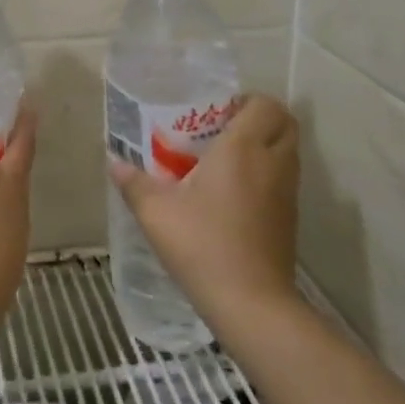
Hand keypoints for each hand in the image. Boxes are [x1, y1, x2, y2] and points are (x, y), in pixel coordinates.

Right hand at [108, 93, 299, 325]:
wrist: (251, 303)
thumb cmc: (202, 244)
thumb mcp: (156, 212)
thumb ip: (134, 183)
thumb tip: (114, 163)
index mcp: (243, 148)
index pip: (265, 104)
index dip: (246, 100)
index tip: (217, 111)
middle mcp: (273, 162)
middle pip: (285, 122)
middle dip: (260, 118)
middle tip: (223, 128)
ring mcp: (287, 192)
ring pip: (288, 150)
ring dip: (265, 145)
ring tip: (225, 159)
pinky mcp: (290, 218)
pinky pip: (285, 178)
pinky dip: (268, 173)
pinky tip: (234, 193)